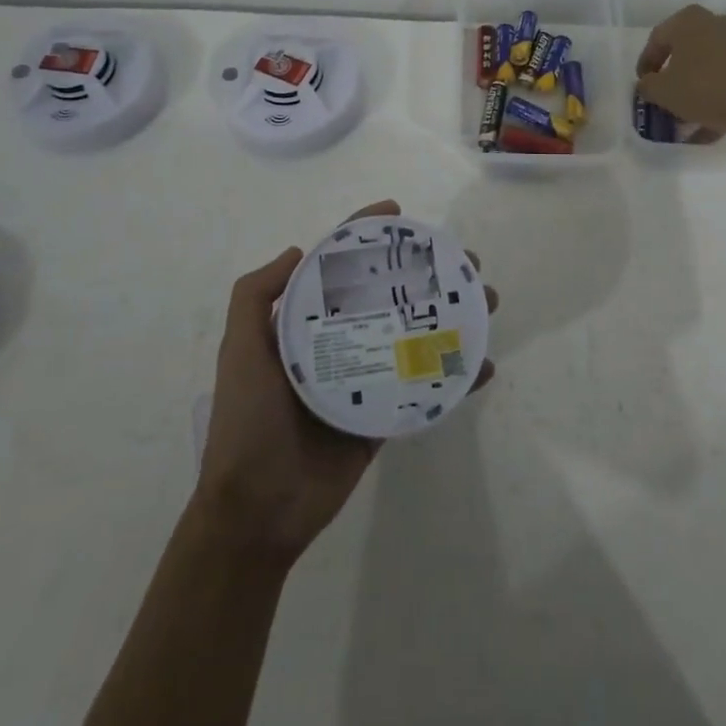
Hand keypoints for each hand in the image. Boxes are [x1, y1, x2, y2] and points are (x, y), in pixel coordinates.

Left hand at [191, 200, 497, 565]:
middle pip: (390, 294)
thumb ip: (255, 296)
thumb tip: (300, 249)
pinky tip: (483, 365)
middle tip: (464, 261)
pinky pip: (426, 387)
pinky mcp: (386, 414)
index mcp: (306, 324)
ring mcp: (366, 377)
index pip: (339, 266)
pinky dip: (456, 376)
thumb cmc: (247, 422)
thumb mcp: (240, 350)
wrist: (258, 511)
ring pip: (416, 334)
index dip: (365, 234)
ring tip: (486, 301)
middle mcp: (339, 342)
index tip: (398, 214)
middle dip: (428, 273)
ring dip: (454, 316)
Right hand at [636, 5, 725, 136]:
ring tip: (687, 120)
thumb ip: (647, 87)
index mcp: (688, 20)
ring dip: (696, 92)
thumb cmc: (704, 86)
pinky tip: (711, 125)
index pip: (658, 39)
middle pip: (686, 52)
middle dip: (674, 78)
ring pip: (709, 67)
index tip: (643, 85)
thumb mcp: (663, 91)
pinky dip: (718, 98)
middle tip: (665, 99)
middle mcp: (716, 22)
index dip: (646, 63)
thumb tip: (647, 85)